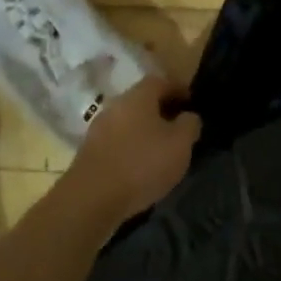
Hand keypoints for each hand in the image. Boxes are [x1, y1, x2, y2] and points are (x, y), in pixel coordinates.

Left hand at [66, 77, 199, 221]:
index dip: (179, 89)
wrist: (91, 199)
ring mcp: (99, 128)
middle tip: (179, 127)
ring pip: (129, 122)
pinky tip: (140, 166)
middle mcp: (116, 105)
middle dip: (162, 111)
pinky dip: (131, 147)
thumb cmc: (142, 164)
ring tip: (161, 150)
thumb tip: (189, 116)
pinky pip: (117, 141)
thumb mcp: (180, 144)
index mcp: (139, 96)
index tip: (192, 103)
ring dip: (145, 131)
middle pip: (143, 101)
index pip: (161, 81)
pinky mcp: (89, 152)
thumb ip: (190, 125)